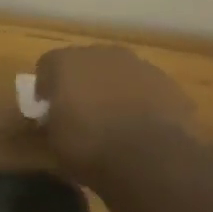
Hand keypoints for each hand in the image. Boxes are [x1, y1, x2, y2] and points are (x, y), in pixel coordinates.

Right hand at [35, 45, 195, 186]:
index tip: (47, 107)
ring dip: (111, 89)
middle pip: (84, 63)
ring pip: (117, 73)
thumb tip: (53, 119)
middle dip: (80, 83)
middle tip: (78, 111)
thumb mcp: (53, 142)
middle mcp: (102, 54)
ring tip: (111, 120)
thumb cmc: (90, 147)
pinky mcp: (168, 82)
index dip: (45, 86)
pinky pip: (144, 87)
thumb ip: (51, 121)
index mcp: (67, 63)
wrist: (151, 157)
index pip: (47, 65)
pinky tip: (138, 126)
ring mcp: (139, 65)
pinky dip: (138, 100)